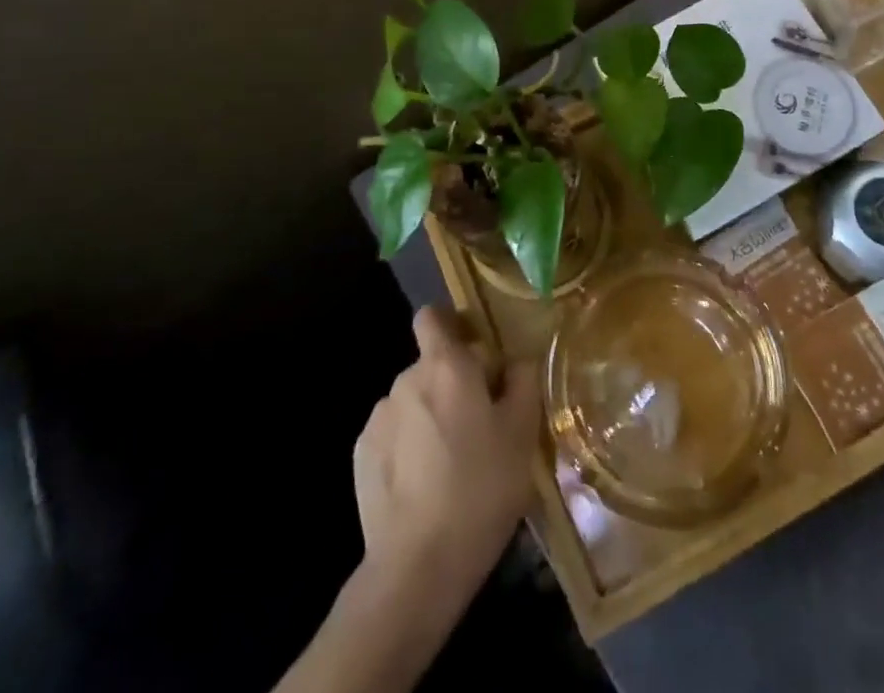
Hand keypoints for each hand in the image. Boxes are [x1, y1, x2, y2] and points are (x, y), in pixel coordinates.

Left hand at [352, 307, 540, 604]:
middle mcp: (406, 379)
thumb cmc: (481, 489)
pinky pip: (393, 434)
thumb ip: (522, 382)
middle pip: (431, 364)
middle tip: (480, 424)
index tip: (476, 355)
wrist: (417, 566)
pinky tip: (424, 485)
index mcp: (445, 365)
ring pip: (413, 401)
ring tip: (452, 463)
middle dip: (453, 383)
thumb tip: (516, 361)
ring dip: (430, 416)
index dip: (453, 327)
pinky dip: (408, 446)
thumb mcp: (522, 434)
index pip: (433, 317)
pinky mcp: (361, 455)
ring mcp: (379, 418)